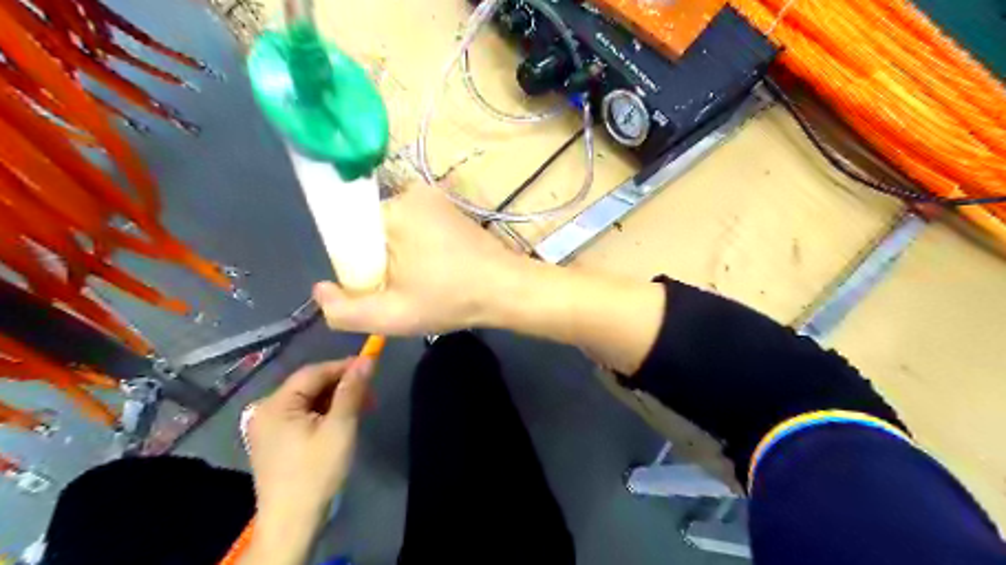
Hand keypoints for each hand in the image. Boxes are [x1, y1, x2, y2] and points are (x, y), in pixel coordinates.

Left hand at [245, 358, 374, 520]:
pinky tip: (342, 421)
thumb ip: (352, 390)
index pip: (314, 372)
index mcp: (276, 404)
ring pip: (308, 400)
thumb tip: (367, 359)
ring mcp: (268, 426)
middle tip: (370, 394)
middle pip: (310, 385)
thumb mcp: (340, 427)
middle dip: (342, 386)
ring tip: (361, 408)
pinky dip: (324, 413)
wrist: (292, 522)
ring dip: (336, 400)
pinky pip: (303, 415)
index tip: (372, 366)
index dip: (344, 366)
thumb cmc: (316, 472)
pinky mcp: (274, 440)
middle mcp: (266, 410)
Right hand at [315, 182, 528, 334]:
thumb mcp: (392, 316)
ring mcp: (434, 198)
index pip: (348, 235)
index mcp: (391, 210)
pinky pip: (416, 227)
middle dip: (379, 263)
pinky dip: (418, 249)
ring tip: (425, 282)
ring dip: (400, 258)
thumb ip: (344, 310)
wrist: (508, 290)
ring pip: (394, 231)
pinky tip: (437, 270)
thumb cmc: (451, 299)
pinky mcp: (450, 208)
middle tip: (406, 291)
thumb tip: (320, 290)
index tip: (380, 288)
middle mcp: (410, 193)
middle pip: (371, 232)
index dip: (356, 267)